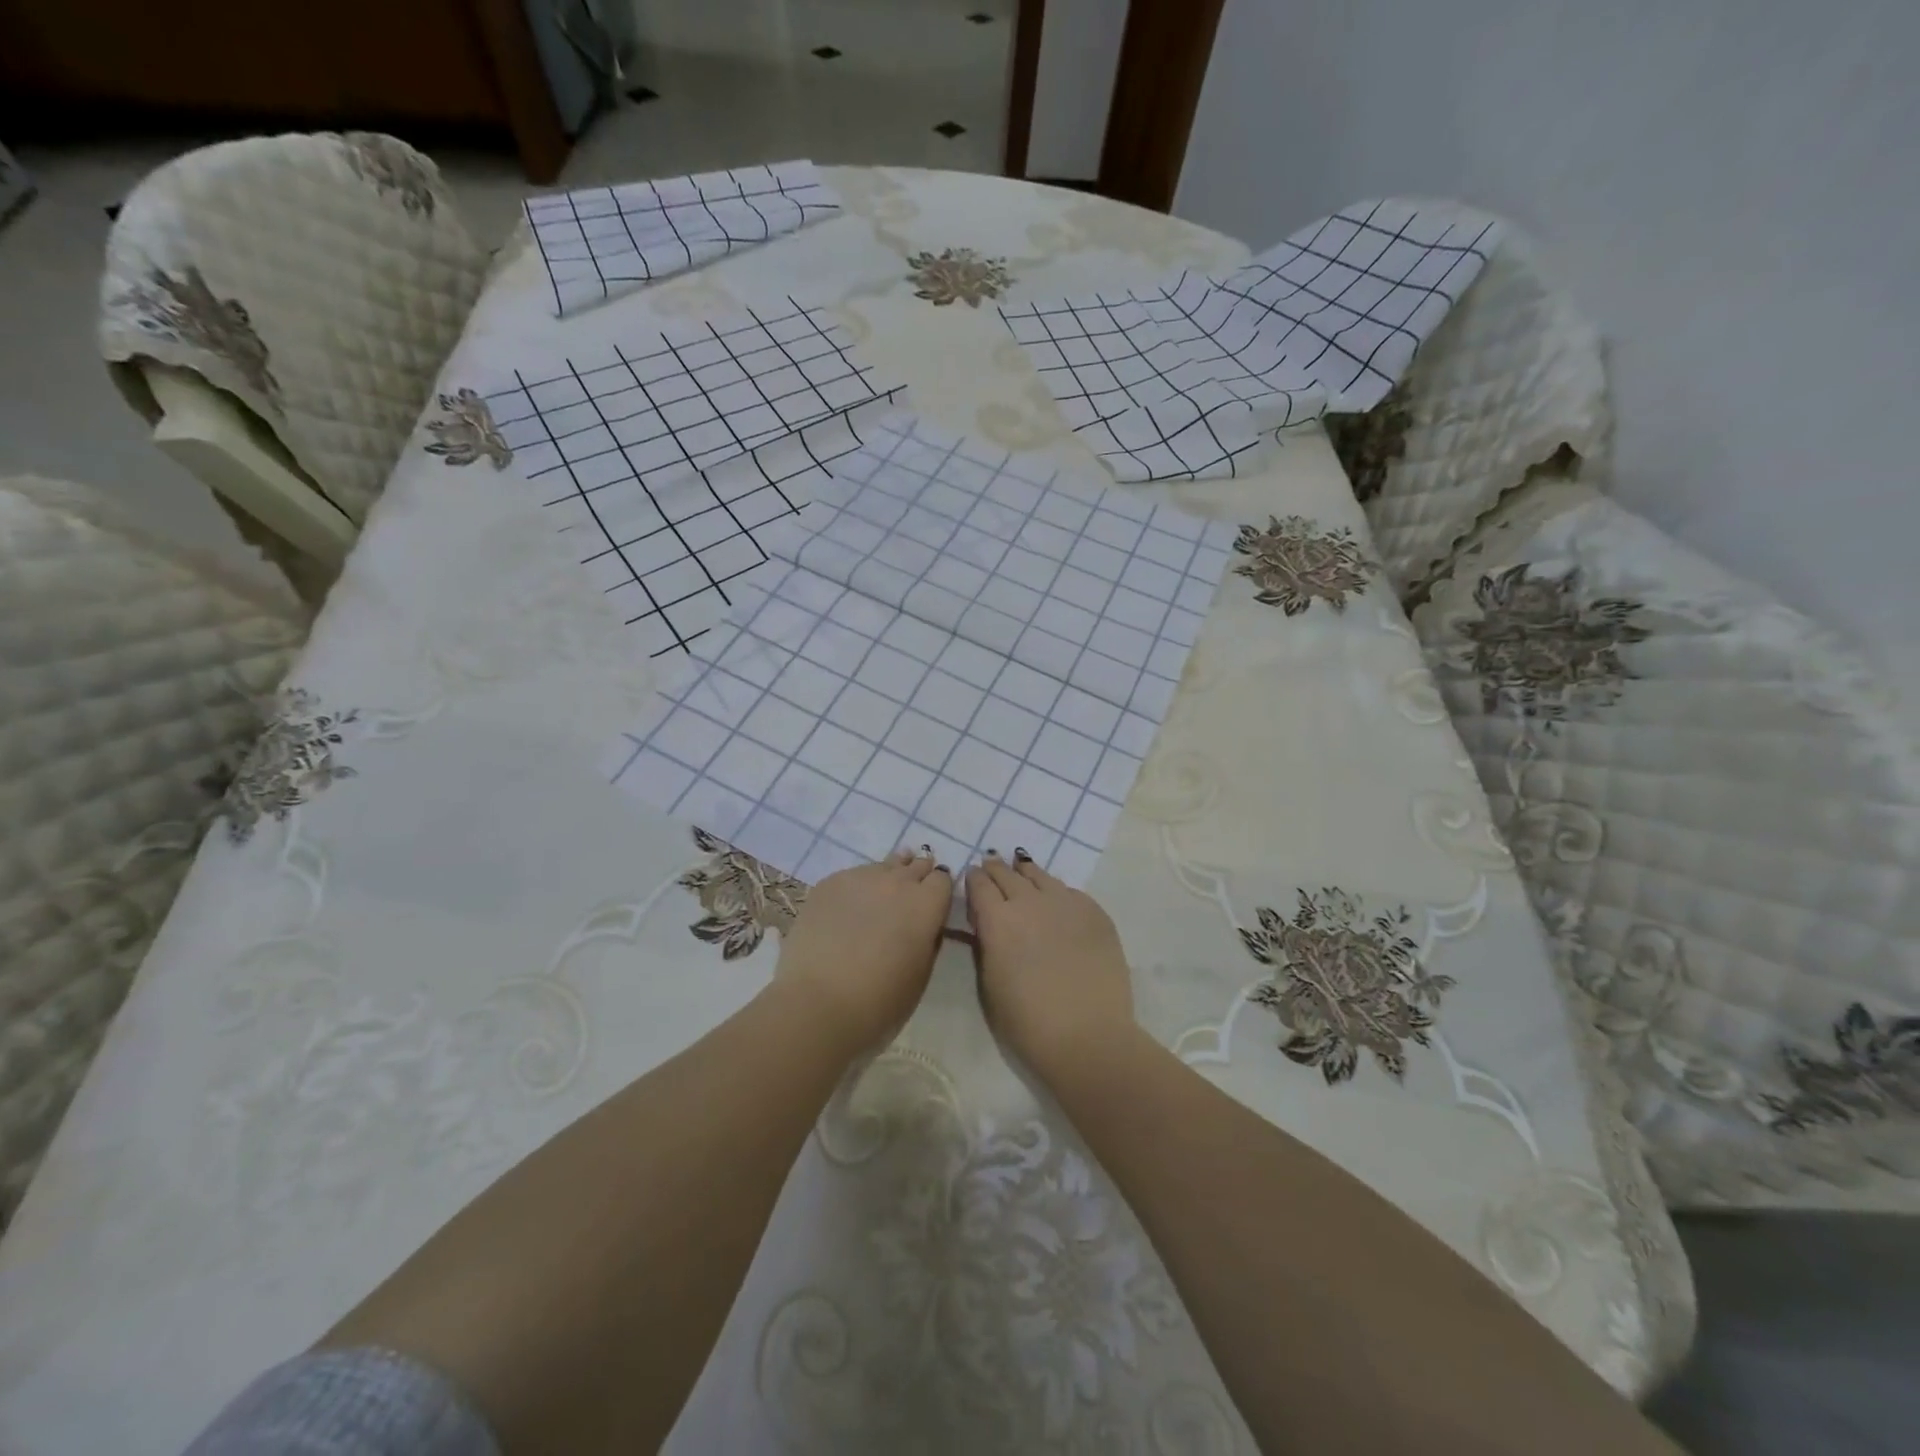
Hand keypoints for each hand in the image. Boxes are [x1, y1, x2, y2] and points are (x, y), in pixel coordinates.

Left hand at [774, 848, 952, 1053]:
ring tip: (880, 894)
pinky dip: (857, 887)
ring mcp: (861, 878)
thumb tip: (924, 925)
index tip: (933, 904)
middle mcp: (897, 882)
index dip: (939, 891)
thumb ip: (927, 939)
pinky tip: (847, 907)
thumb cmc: (880, 1002)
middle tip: (910, 895)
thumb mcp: (921, 974)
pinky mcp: (829, 883)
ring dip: (887, 877)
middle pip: (915, 866)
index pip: (942, 880)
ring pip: (883, 866)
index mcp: (926, 904)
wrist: (818, 1003)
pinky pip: (852, 876)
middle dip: (916, 877)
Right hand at [965, 850, 1135, 1075]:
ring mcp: (1066, 904)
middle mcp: (1031, 902)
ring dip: (1027, 873)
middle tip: (992, 864)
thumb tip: (987, 923)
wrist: (1087, 1035)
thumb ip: (986, 944)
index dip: (974, 879)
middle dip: (997, 869)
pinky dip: (1057, 891)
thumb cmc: (1027, 1021)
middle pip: (1008, 874)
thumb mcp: (989, 983)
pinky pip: (1071, 892)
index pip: (980, 885)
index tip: (973, 877)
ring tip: (1022, 868)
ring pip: (1041, 876)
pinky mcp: (1096, 913)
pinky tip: (1057, 898)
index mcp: (998, 919)